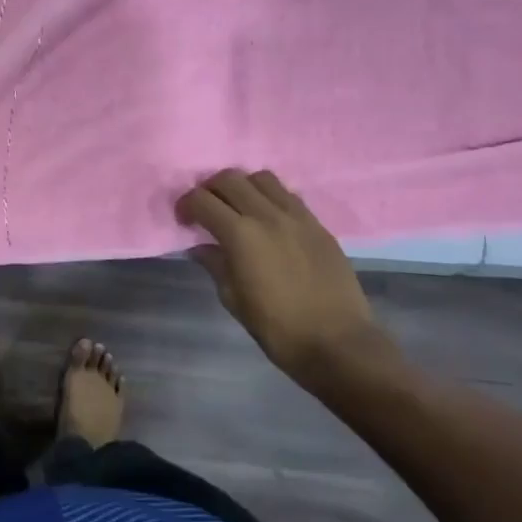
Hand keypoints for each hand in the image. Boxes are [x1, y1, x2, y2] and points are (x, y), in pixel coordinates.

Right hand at [176, 169, 386, 391]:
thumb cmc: (278, 328)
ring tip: (239, 209)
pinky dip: (270, 198)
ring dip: (243, 187)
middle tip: (207, 210)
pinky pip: (288, 196)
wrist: (338, 342)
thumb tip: (201, 247)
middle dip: (210, 189)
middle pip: (230, 178)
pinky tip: (268, 221)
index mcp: (241, 235)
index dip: (185, 205)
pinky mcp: (318, 225)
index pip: (202, 200)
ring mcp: (297, 216)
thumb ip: (215, 265)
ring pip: (262, 178)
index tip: (183, 221)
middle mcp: (268, 215)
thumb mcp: (234, 299)